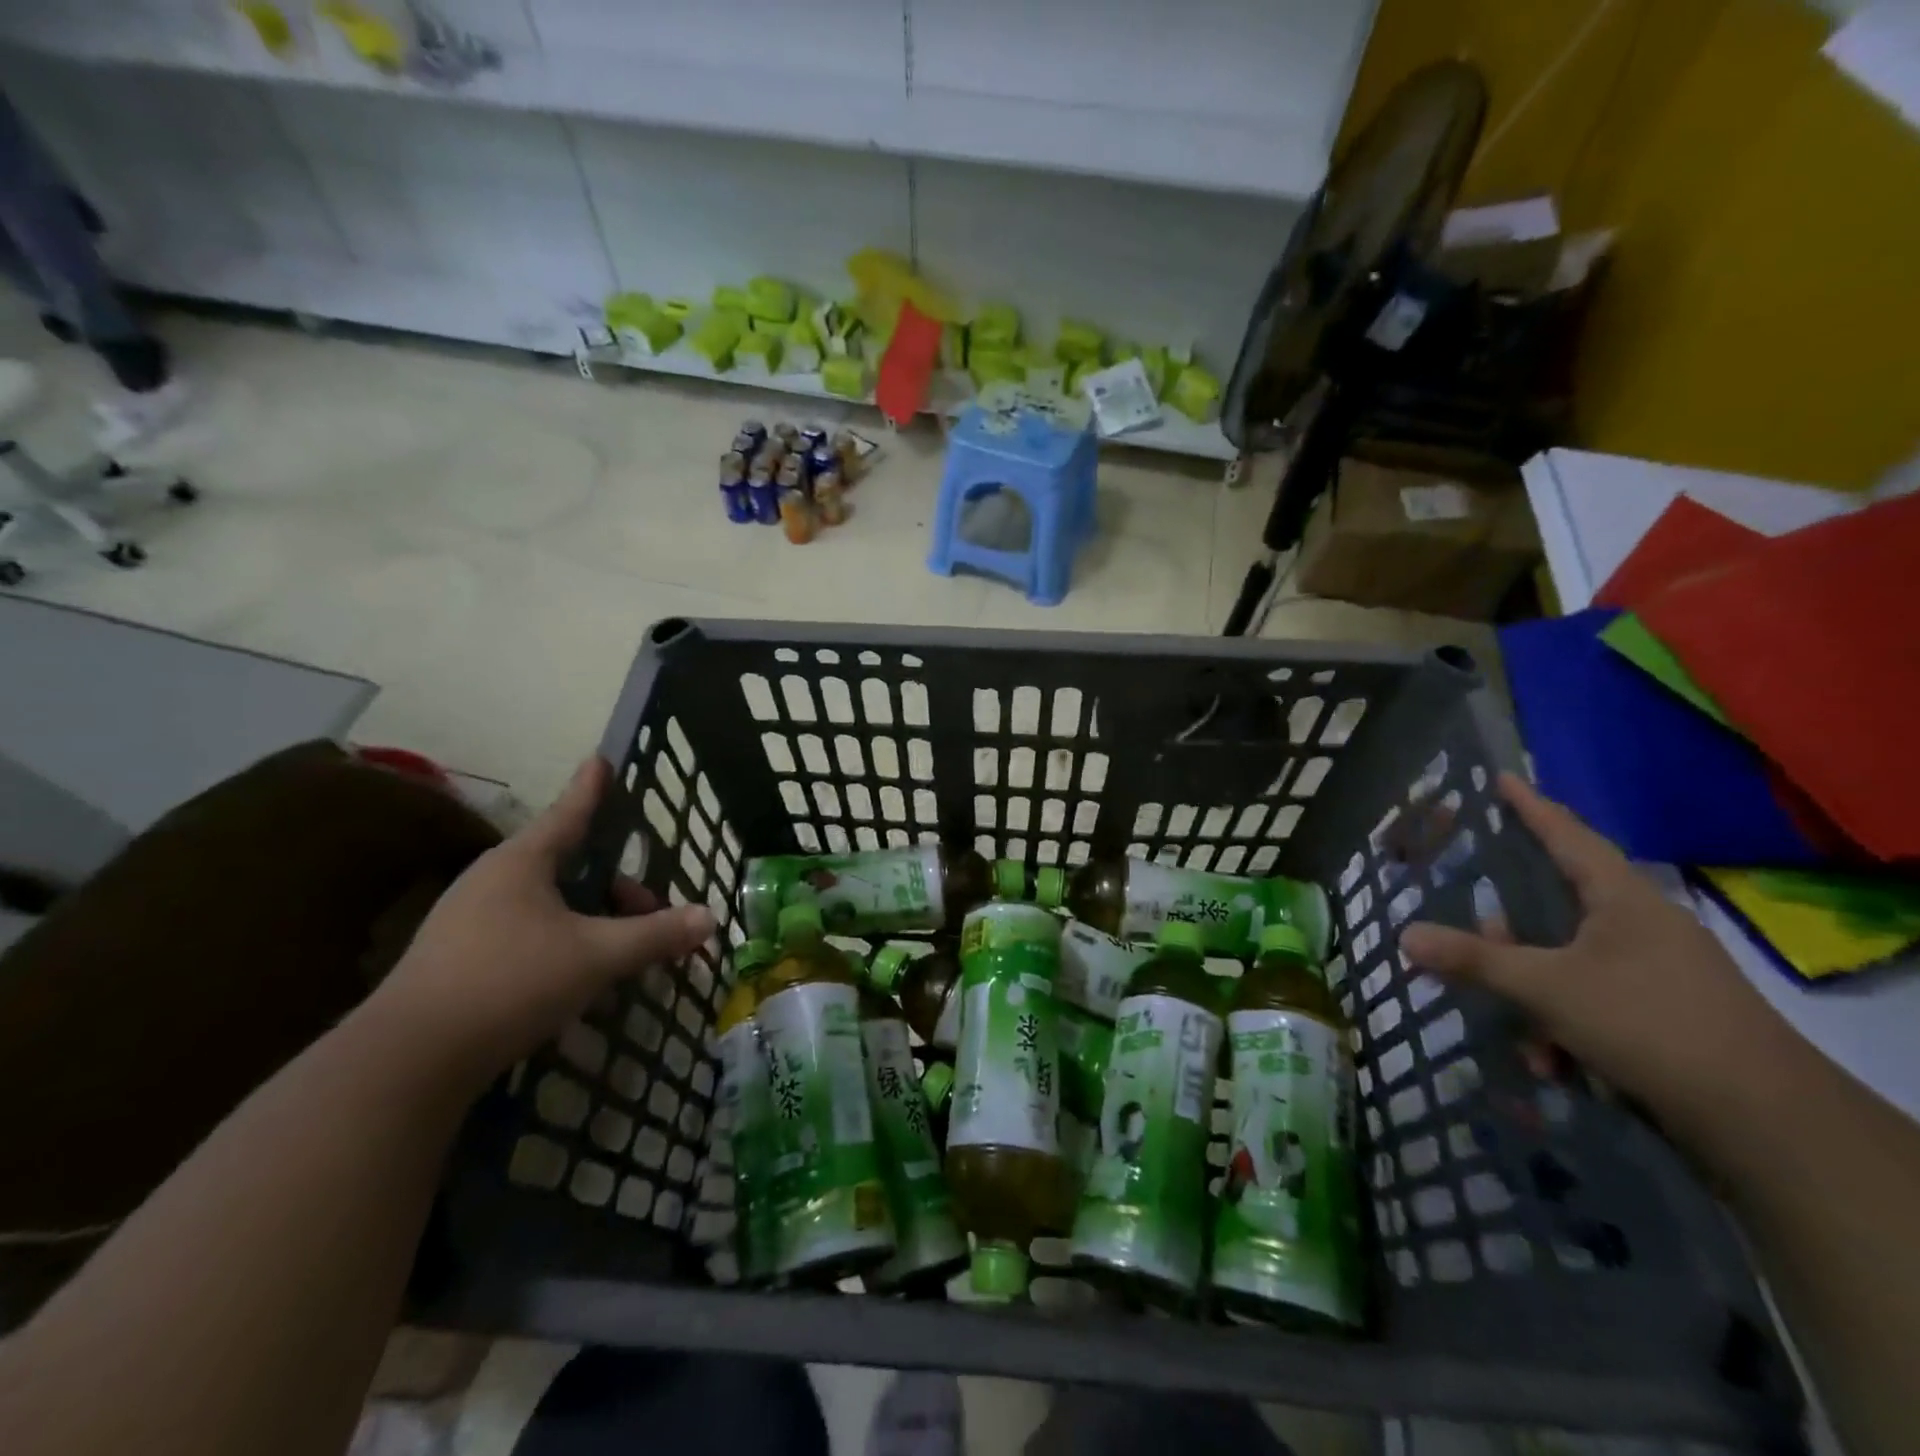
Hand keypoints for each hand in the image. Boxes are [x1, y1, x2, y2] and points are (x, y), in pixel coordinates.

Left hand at [369, 757, 714, 1083]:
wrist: (408, 1061)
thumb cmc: (511, 982)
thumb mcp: (597, 956)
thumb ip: (655, 935)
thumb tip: (710, 917)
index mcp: (522, 863)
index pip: (569, 813)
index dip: (591, 788)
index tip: (600, 760)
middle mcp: (492, 881)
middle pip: (566, 866)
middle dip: (614, 886)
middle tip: (648, 911)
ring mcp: (467, 920)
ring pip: (546, 903)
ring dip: (589, 918)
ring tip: (618, 950)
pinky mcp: (456, 959)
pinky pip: (525, 933)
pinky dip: (560, 942)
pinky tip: (576, 979)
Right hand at [1399, 774, 1794, 1119]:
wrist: (1766, 1120)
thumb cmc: (1649, 1023)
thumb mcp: (1547, 988)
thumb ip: (1474, 959)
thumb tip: (1405, 935)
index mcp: (1623, 899)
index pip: (1568, 835)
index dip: (1531, 806)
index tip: (1501, 778)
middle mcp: (1643, 925)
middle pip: (1560, 904)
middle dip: (1512, 930)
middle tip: (1480, 933)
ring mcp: (1659, 970)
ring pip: (1570, 962)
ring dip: (1536, 993)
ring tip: (1522, 1032)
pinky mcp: (1666, 1012)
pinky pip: (1594, 1000)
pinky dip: (1565, 1025)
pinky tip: (1555, 1063)